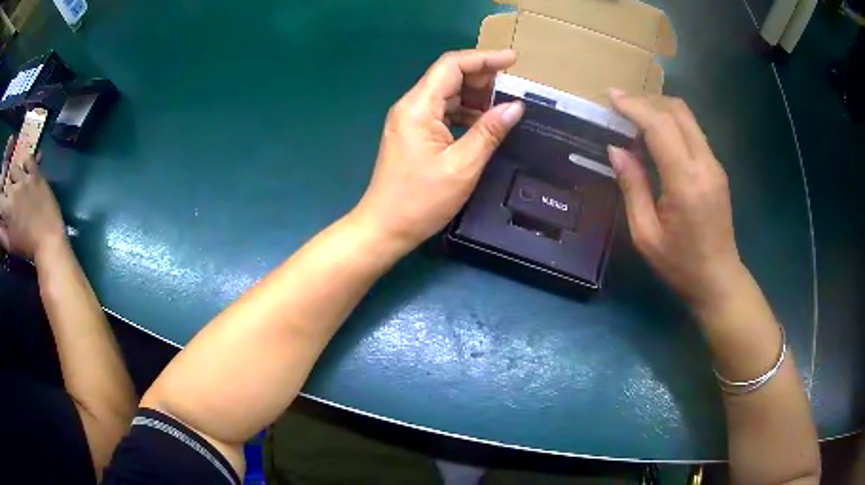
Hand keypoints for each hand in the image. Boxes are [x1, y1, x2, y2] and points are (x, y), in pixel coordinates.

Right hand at [0, 136, 66, 260]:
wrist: (47, 239)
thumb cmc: (26, 246)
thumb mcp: (9, 244)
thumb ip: (1, 233)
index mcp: (7, 208)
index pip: (0, 199)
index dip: (1, 203)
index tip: (2, 208)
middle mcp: (14, 189)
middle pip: (7, 184)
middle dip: (7, 193)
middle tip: (10, 202)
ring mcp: (25, 179)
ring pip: (14, 169)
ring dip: (14, 177)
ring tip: (16, 186)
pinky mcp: (36, 174)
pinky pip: (29, 159)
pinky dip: (26, 162)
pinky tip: (25, 171)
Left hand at [352, 49, 523, 250]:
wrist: (384, 227)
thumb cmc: (420, 200)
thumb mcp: (462, 166)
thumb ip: (489, 132)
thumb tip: (515, 106)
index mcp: (419, 107)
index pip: (451, 65)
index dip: (484, 58)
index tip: (513, 61)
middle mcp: (411, 106)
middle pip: (448, 76)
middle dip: (482, 77)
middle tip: (512, 88)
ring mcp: (409, 120)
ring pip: (446, 94)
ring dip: (474, 96)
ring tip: (503, 107)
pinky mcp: (412, 134)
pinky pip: (442, 112)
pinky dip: (464, 113)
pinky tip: (482, 124)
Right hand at [607, 90, 744, 310]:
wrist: (719, 279)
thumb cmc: (680, 264)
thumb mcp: (646, 234)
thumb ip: (632, 187)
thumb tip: (616, 150)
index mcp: (686, 182)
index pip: (660, 126)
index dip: (634, 106)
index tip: (611, 97)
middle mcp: (705, 165)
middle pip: (677, 111)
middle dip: (647, 102)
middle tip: (622, 108)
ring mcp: (715, 165)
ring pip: (687, 118)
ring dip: (660, 111)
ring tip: (635, 121)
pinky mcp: (717, 169)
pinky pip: (693, 132)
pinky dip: (672, 125)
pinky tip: (656, 139)